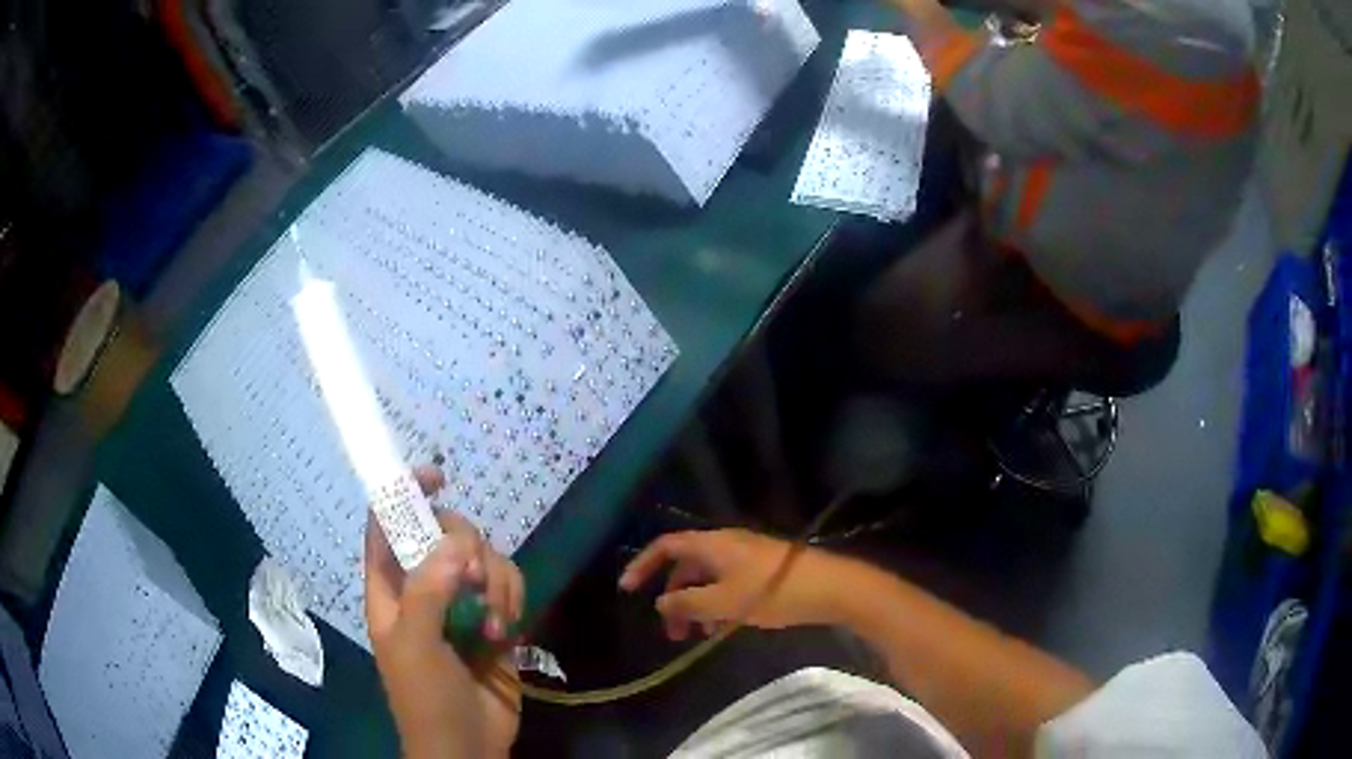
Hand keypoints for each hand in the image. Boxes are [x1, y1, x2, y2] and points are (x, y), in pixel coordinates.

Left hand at [364, 466, 523, 758]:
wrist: (468, 746)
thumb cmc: (425, 697)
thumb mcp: (415, 644)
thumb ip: (428, 589)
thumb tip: (455, 542)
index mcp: (391, 588)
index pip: (387, 525)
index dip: (404, 495)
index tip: (436, 479)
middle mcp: (424, 588)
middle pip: (445, 535)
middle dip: (467, 550)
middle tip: (473, 581)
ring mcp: (461, 604)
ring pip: (484, 559)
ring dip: (496, 583)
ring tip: (491, 624)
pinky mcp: (495, 620)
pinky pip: (509, 586)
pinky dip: (513, 600)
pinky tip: (508, 630)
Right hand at [618, 529, 849, 639]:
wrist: (831, 587)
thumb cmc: (774, 592)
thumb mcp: (725, 602)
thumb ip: (688, 603)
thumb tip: (662, 601)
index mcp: (713, 544)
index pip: (667, 545)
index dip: (643, 564)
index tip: (627, 589)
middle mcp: (726, 544)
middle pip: (687, 566)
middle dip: (674, 597)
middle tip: (672, 632)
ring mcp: (747, 557)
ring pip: (708, 579)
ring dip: (696, 605)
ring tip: (697, 636)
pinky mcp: (763, 570)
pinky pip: (727, 584)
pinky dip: (717, 604)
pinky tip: (722, 628)